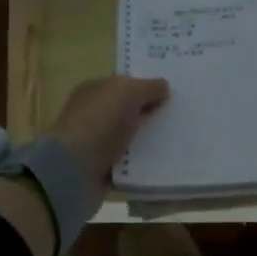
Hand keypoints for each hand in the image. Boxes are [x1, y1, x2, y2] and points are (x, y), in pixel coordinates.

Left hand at [49, 75, 170, 188]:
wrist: (74, 171)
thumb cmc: (100, 123)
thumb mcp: (128, 93)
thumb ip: (148, 87)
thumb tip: (163, 87)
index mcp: (94, 90)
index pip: (124, 84)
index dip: (147, 86)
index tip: (174, 93)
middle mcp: (93, 114)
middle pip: (129, 111)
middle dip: (152, 113)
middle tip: (182, 117)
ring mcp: (96, 142)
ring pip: (132, 137)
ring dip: (151, 140)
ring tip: (180, 141)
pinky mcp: (102, 169)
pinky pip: (130, 163)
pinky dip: (143, 164)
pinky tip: (165, 163)